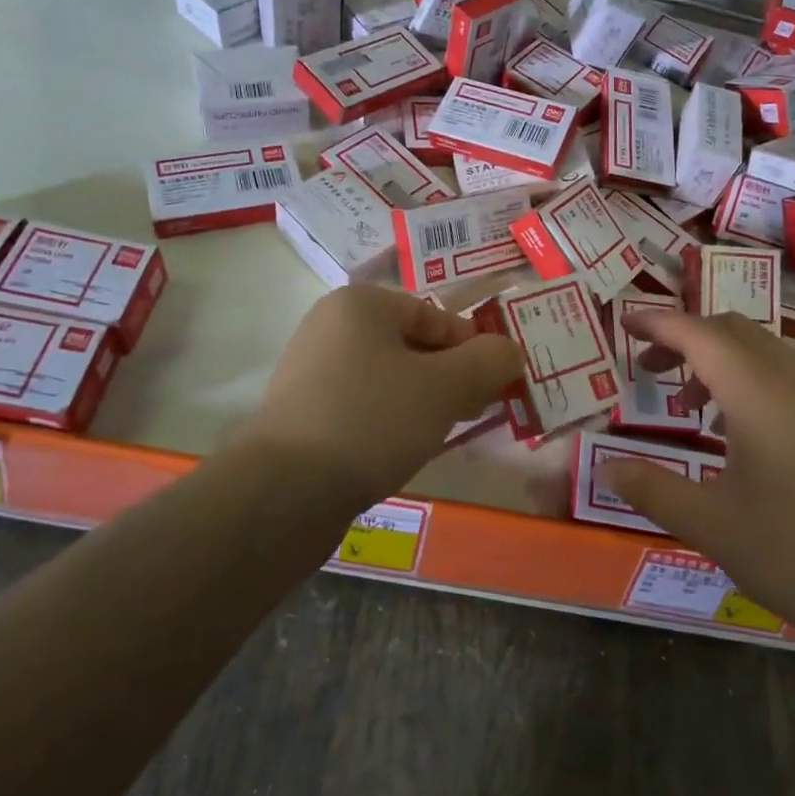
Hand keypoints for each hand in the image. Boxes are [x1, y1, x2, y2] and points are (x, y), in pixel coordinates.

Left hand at [244, 285, 522, 511]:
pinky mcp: (302, 412)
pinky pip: (363, 405)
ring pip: (389, 378)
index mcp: (360, 304)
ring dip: (422, 402)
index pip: (436, 317)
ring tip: (438, 436)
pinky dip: (389, 421)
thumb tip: (509, 352)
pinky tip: (400, 451)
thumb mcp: (446, 387)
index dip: (473, 351)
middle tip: (473, 413)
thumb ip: (488, 362)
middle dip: (450, 378)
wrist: (284, 491)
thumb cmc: (373, 420)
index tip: (494, 388)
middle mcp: (330, 326)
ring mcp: (311, 370)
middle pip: (413, 346)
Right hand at [597, 309, 794, 645]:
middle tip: (648, 369)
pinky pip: (783, 376)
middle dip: (685, 336)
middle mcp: (791, 383)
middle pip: (732, 330)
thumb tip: (604, 467)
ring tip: (687, 403)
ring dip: (717, 358)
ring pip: (761, 350)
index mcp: (757, 394)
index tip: (623, 324)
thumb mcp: (709, 524)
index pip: (699, 334)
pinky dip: (746, 379)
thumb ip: (651, 488)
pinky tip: (734, 432)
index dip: (657, 323)